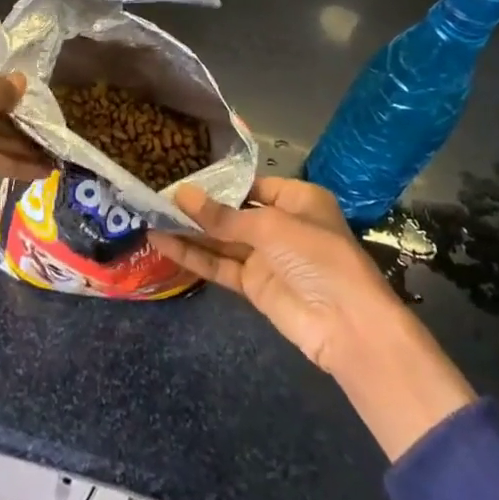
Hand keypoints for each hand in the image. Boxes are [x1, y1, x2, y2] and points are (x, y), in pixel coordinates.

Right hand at [148, 176, 475, 461]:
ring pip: (221, 238)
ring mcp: (266, 256)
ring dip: (190, 230)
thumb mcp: (269, 226)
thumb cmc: (316, 256)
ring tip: (151, 215)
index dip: (218, 181)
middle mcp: (280, 223)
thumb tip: (180, 195)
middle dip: (199, 205)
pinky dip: (193, 255)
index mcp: (296, 199)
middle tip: (157, 193)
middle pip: (233, 211)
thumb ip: (223, 215)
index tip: (181, 174)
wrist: (347, 325)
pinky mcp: (254, 284)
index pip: (251, 183)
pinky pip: (219, 264)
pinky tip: (163, 243)